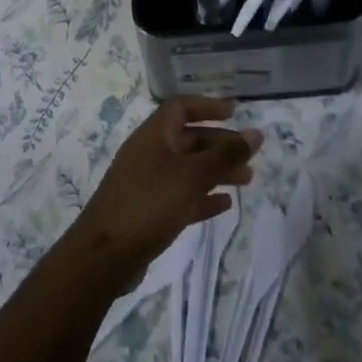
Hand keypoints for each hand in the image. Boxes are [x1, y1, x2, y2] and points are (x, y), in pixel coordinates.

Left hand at [66, 97, 260, 290]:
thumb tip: (256, 133)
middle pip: (188, 139)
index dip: (208, 106)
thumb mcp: (192, 176)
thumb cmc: (150, 204)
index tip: (235, 112)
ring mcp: (147, 183)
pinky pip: (182, 195)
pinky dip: (203, 196)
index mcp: (153, 135)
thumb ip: (225, 156)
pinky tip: (225, 204)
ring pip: (188, 169)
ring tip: (247, 180)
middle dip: (220, 144)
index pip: (181, 108)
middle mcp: (149, 153)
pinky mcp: (149, 211)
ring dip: (216, 171)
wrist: (105, 255)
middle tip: (250, 156)